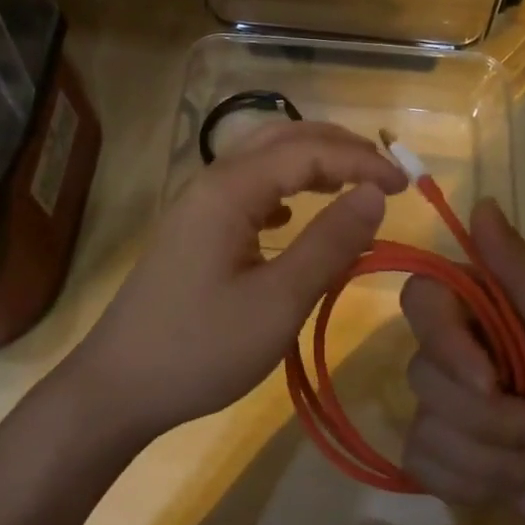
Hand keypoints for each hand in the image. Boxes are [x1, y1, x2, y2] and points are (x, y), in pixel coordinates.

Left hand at [59, 121, 407, 446]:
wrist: (119, 385)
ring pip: (261, 160)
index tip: (405, 185)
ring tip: (350, 183)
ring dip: (309, 162)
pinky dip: (281, 188)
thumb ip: (329, 243)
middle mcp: (211, 182)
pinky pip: (246, 189)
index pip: (307, 151)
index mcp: (230, 189)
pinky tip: (290, 215)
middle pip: (281, 139)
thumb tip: (376, 194)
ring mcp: (198, 205)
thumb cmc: (201, 347)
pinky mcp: (193, 230)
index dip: (360, 161)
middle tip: (385, 172)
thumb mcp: (277, 302)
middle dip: (337, 147)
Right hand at [399, 199, 524, 524]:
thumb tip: (480, 202)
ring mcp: (452, 410)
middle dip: (494, 421)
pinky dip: (477, 486)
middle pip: (422, 373)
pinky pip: (424, 465)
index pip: (421, 299)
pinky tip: (524, 493)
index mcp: (488, 311)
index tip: (487, 380)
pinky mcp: (452, 461)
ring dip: (499, 461)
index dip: (443, 342)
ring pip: (427, 427)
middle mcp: (460, 352)